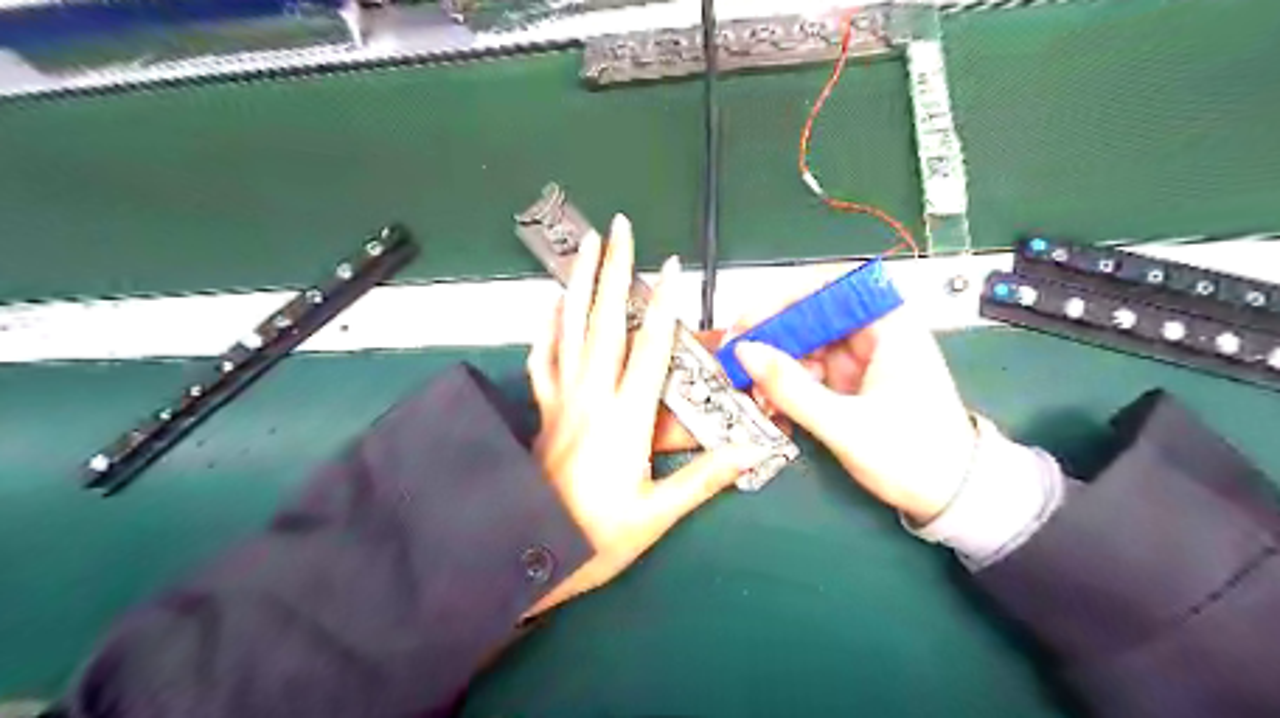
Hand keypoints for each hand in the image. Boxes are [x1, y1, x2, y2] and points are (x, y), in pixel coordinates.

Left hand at [524, 212, 762, 616]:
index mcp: (624, 419)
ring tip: (585, 246)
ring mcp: (562, 399)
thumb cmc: (599, 538)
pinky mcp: (544, 409)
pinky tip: (551, 304)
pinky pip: (543, 359)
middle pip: (604, 323)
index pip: (649, 350)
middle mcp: (591, 398)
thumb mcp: (658, 514)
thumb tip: (752, 451)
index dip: (665, 306)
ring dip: (579, 283)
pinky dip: (547, 327)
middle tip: (620, 230)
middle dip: (614, 272)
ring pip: (569, 330)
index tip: (672, 268)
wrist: (531, 554)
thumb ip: (704, 478)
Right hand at [736, 296, 976, 525]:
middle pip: (812, 314)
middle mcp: (873, 334)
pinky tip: (773, 401)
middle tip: (739, 357)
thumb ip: (792, 389)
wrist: (952, 497)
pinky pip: (809, 368)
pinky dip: (787, 382)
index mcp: (889, 327)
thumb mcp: (845, 425)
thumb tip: (745, 352)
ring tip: (754, 388)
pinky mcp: (851, 381)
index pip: (831, 285)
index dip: (786, 296)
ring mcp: (861, 358)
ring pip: (806, 342)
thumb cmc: (914, 457)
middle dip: (773, 334)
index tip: (752, 320)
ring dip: (776, 362)